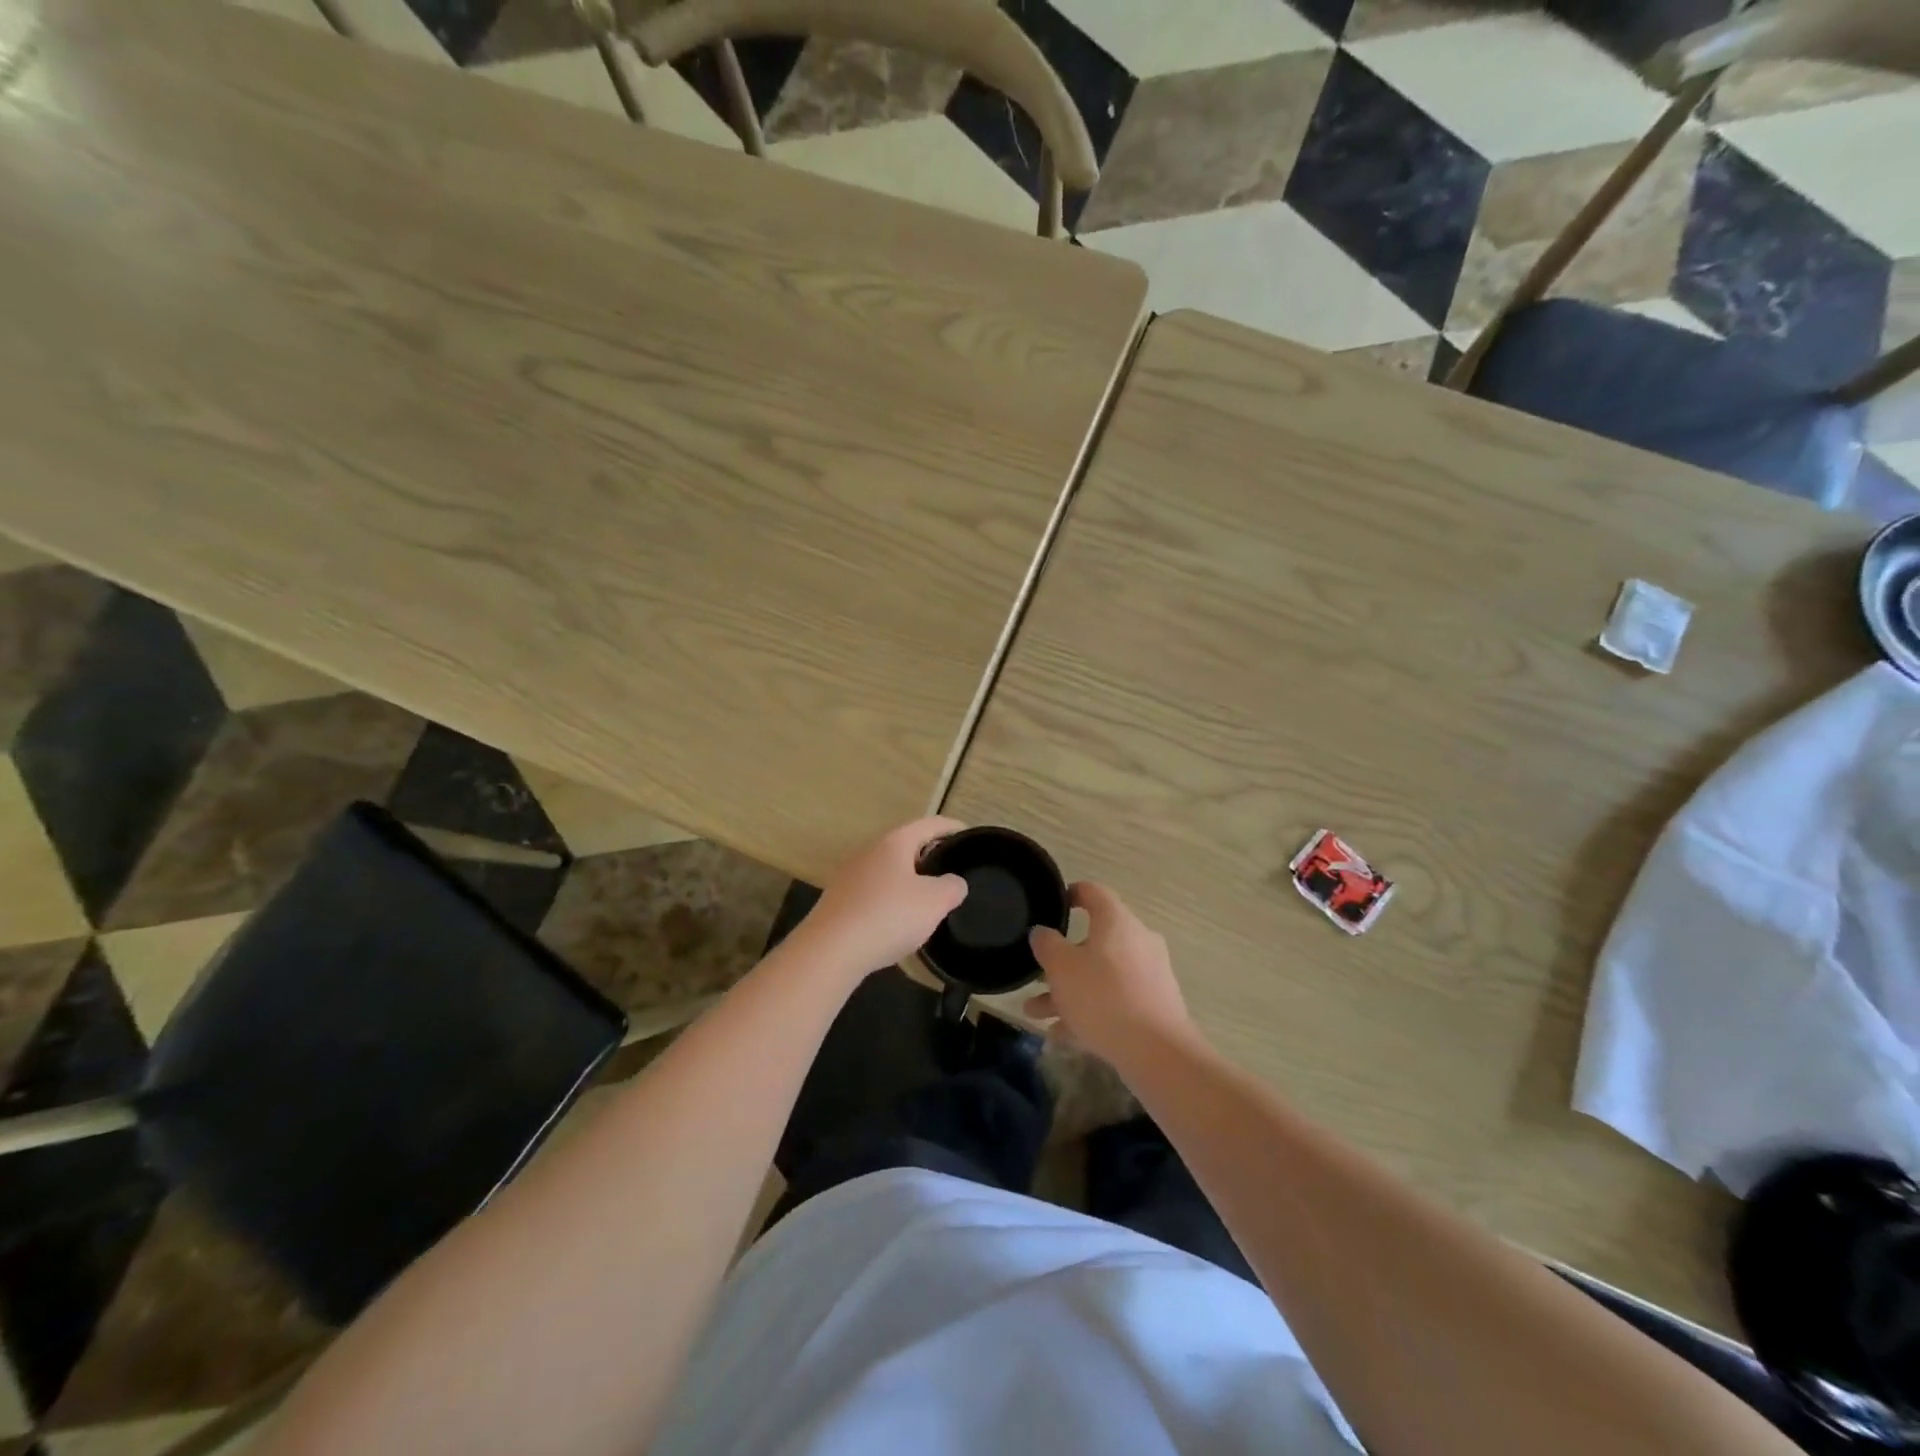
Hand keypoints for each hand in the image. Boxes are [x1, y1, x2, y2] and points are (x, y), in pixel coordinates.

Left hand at [794, 817, 968, 979]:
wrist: (830, 950)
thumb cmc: (888, 916)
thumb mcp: (934, 902)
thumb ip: (952, 887)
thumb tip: (953, 883)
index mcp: (894, 843)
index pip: (929, 825)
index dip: (951, 827)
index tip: (968, 835)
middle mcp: (869, 852)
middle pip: (905, 846)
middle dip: (929, 855)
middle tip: (951, 869)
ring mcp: (850, 876)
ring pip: (888, 870)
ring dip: (908, 879)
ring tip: (928, 898)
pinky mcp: (839, 901)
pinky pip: (873, 893)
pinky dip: (891, 900)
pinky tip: (898, 921)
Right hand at [1026, 882, 1195, 1065]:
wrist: (1157, 1052)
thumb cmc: (1103, 997)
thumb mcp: (1061, 967)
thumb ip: (1047, 944)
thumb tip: (1042, 932)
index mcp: (1117, 921)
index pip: (1093, 892)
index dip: (1071, 894)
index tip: (1052, 904)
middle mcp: (1137, 940)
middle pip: (1093, 941)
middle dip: (1060, 961)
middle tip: (1036, 974)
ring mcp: (1149, 974)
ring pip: (1100, 975)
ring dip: (1068, 991)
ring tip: (1036, 1013)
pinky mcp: (1154, 1005)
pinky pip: (1114, 1000)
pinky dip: (1089, 1011)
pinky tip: (1062, 1035)